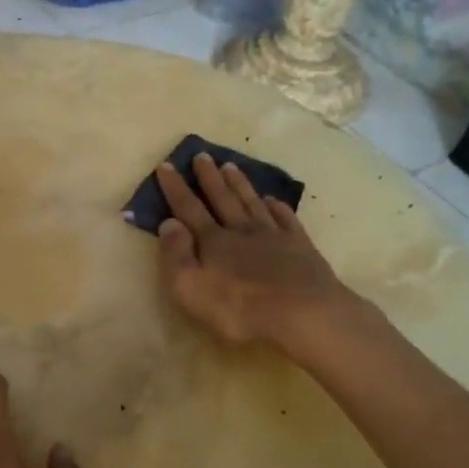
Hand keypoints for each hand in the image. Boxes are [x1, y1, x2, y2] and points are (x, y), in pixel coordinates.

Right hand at [154, 153, 353, 348]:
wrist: (302, 312)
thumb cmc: (239, 307)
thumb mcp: (190, 287)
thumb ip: (176, 254)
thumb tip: (168, 223)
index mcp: (213, 240)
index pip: (188, 208)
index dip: (175, 187)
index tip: (166, 164)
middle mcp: (241, 230)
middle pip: (222, 198)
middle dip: (209, 177)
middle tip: (202, 155)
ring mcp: (273, 235)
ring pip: (252, 202)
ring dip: (240, 184)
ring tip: (231, 166)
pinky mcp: (299, 246)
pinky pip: (285, 218)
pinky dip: (277, 206)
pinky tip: (273, 199)